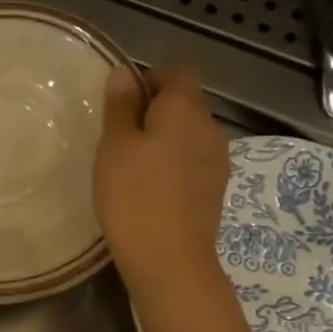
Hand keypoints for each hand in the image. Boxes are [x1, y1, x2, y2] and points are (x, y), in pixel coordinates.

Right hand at [94, 65, 229, 300]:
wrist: (170, 260)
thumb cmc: (134, 195)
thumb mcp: (114, 146)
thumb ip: (120, 106)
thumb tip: (125, 72)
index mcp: (186, 108)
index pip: (178, 71)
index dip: (151, 78)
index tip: (122, 103)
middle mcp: (210, 127)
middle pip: (185, 103)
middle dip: (154, 112)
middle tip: (118, 138)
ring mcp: (218, 161)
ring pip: (188, 135)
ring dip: (163, 141)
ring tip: (130, 167)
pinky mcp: (214, 190)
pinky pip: (192, 162)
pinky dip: (172, 166)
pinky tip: (148, 191)